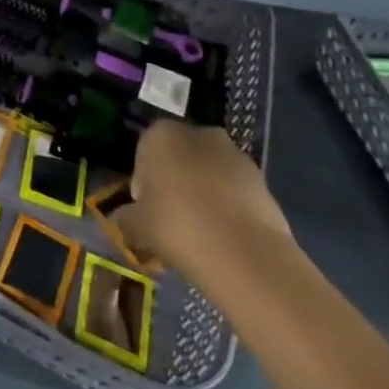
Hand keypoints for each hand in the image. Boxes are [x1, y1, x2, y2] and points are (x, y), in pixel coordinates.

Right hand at [104, 120, 290, 284]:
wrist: (246, 255)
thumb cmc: (177, 226)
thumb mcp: (135, 225)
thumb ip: (125, 216)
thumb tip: (124, 218)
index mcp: (161, 133)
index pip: (143, 153)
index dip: (143, 184)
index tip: (147, 211)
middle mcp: (199, 134)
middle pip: (179, 159)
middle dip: (175, 183)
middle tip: (172, 220)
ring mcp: (236, 156)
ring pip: (209, 175)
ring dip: (204, 195)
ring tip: (201, 234)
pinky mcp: (264, 182)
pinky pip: (236, 193)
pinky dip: (229, 209)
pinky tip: (225, 239)